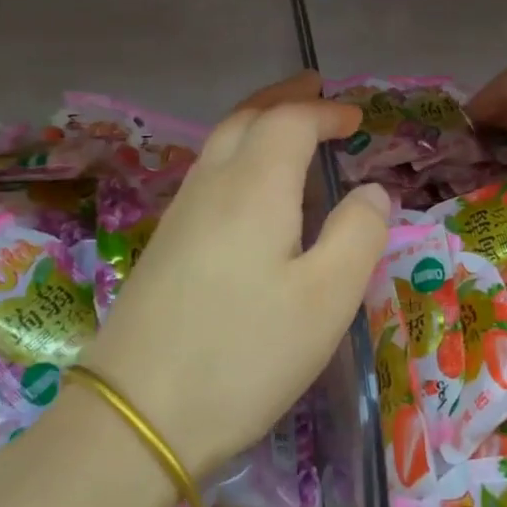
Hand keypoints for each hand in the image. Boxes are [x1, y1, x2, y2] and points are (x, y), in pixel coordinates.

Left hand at [84, 72, 389, 479]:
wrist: (135, 419)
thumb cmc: (245, 354)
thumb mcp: (327, 298)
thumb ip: (359, 233)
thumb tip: (371, 192)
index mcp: (254, 187)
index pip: (290, 121)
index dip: (325, 112)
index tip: (356, 118)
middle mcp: (212, 186)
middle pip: (245, 117)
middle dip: (283, 97)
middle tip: (315, 88)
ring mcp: (180, 215)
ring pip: (220, 143)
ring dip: (257, 121)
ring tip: (288, 125)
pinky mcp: (165, 246)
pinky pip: (208, 174)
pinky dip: (239, 154)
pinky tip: (252, 187)